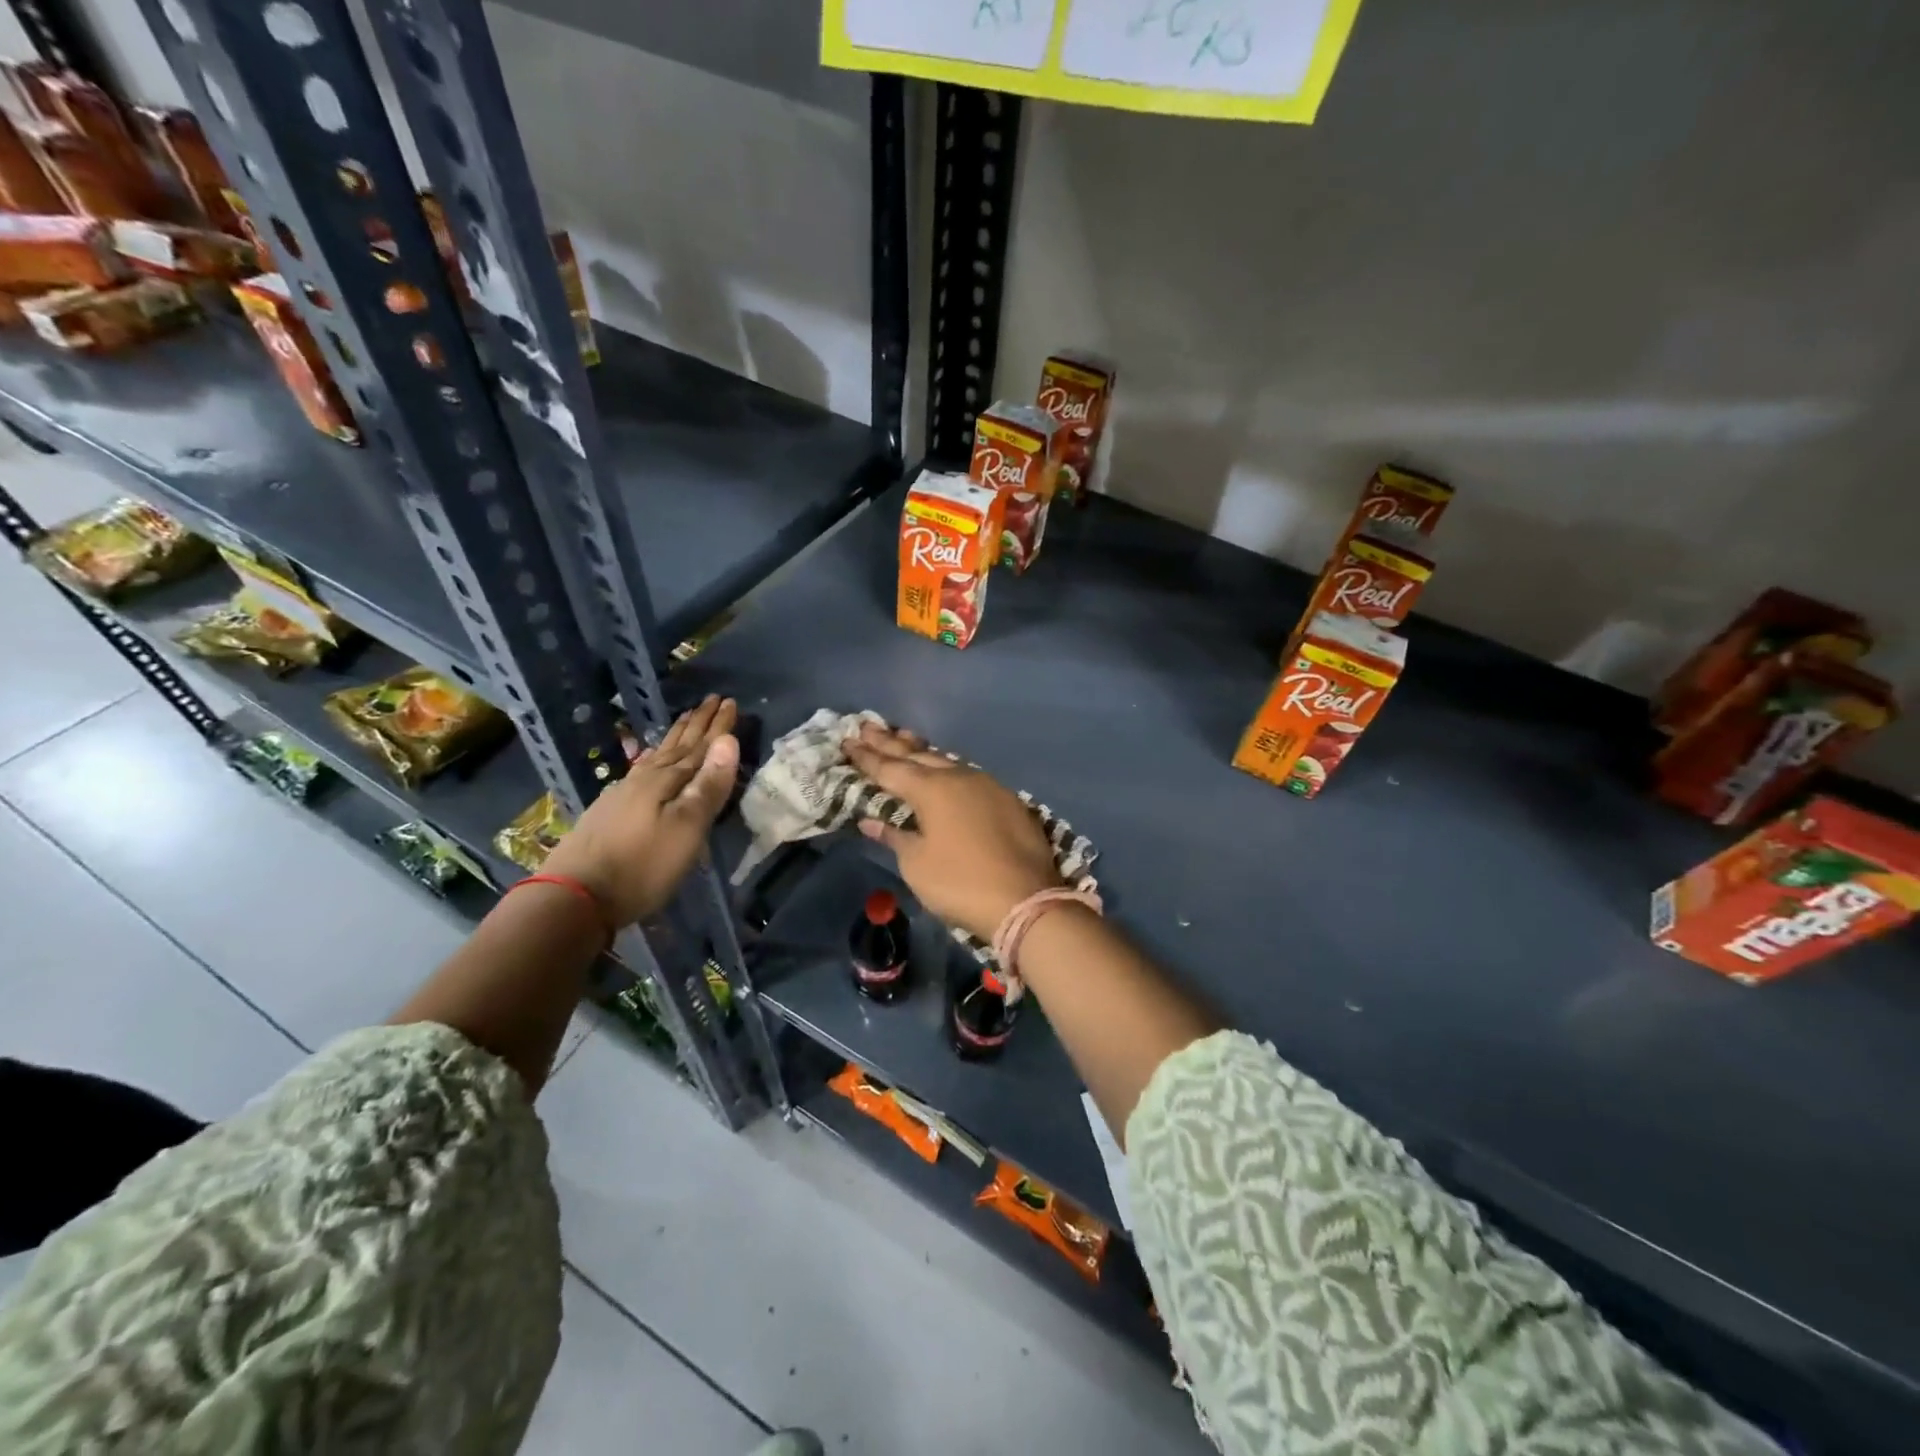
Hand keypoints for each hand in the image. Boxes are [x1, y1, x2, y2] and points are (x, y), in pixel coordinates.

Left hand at [542, 696, 739, 925]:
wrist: (575, 896)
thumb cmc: (642, 865)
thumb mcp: (686, 829)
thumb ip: (709, 786)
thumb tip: (728, 741)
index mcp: (667, 781)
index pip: (700, 747)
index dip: (718, 727)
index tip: (731, 702)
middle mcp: (645, 779)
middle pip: (678, 746)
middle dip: (697, 724)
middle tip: (712, 700)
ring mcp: (623, 793)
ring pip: (657, 755)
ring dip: (676, 737)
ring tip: (686, 719)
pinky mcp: (610, 810)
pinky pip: (642, 769)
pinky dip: (654, 757)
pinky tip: (650, 760)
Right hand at [845, 722, 1059, 940]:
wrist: (1026, 899)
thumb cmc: (960, 883)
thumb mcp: (917, 864)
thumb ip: (894, 836)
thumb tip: (871, 820)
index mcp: (931, 789)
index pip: (890, 768)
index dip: (867, 757)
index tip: (848, 742)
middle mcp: (959, 777)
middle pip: (918, 755)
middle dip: (890, 743)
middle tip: (867, 727)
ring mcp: (987, 785)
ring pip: (946, 760)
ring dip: (921, 749)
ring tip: (902, 736)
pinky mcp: (1008, 800)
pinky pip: (968, 774)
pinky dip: (948, 767)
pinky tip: (944, 768)